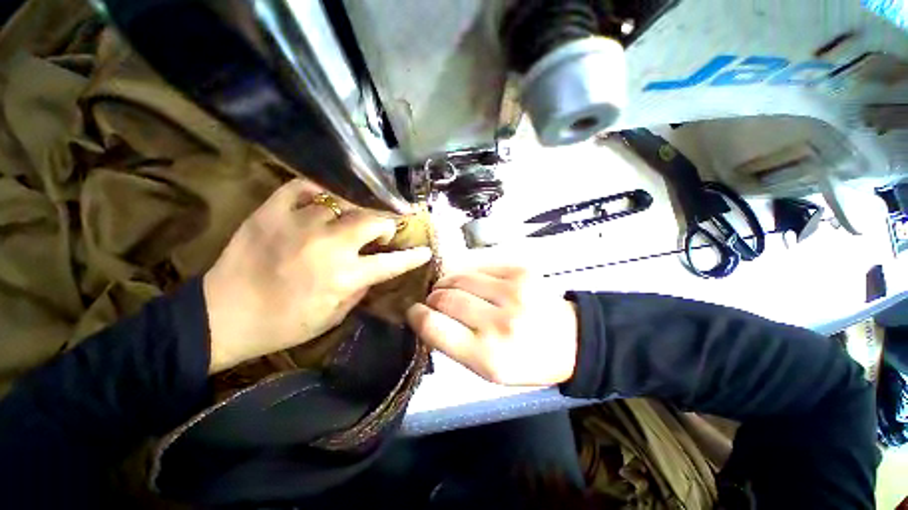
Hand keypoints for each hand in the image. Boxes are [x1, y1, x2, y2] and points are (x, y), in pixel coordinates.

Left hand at [203, 179, 431, 372]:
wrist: (224, 315)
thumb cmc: (284, 324)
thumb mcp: (333, 316)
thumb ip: (360, 290)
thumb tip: (374, 269)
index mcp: (344, 276)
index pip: (391, 263)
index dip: (412, 257)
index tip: (425, 251)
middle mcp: (328, 246)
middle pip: (371, 220)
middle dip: (384, 225)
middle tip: (381, 232)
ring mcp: (298, 225)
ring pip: (340, 204)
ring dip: (349, 215)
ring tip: (345, 223)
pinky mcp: (271, 212)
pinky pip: (302, 188)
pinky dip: (315, 191)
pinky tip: (320, 200)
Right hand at [406, 266, 578, 385]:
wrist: (570, 340)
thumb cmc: (525, 361)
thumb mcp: (486, 370)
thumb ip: (453, 344)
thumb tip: (427, 317)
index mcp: (487, 356)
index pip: (434, 327)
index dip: (417, 316)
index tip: (414, 311)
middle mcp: (499, 322)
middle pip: (444, 297)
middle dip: (432, 298)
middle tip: (433, 301)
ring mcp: (512, 291)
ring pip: (459, 276)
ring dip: (447, 282)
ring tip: (449, 288)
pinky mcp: (520, 271)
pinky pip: (478, 265)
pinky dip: (468, 273)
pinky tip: (472, 282)